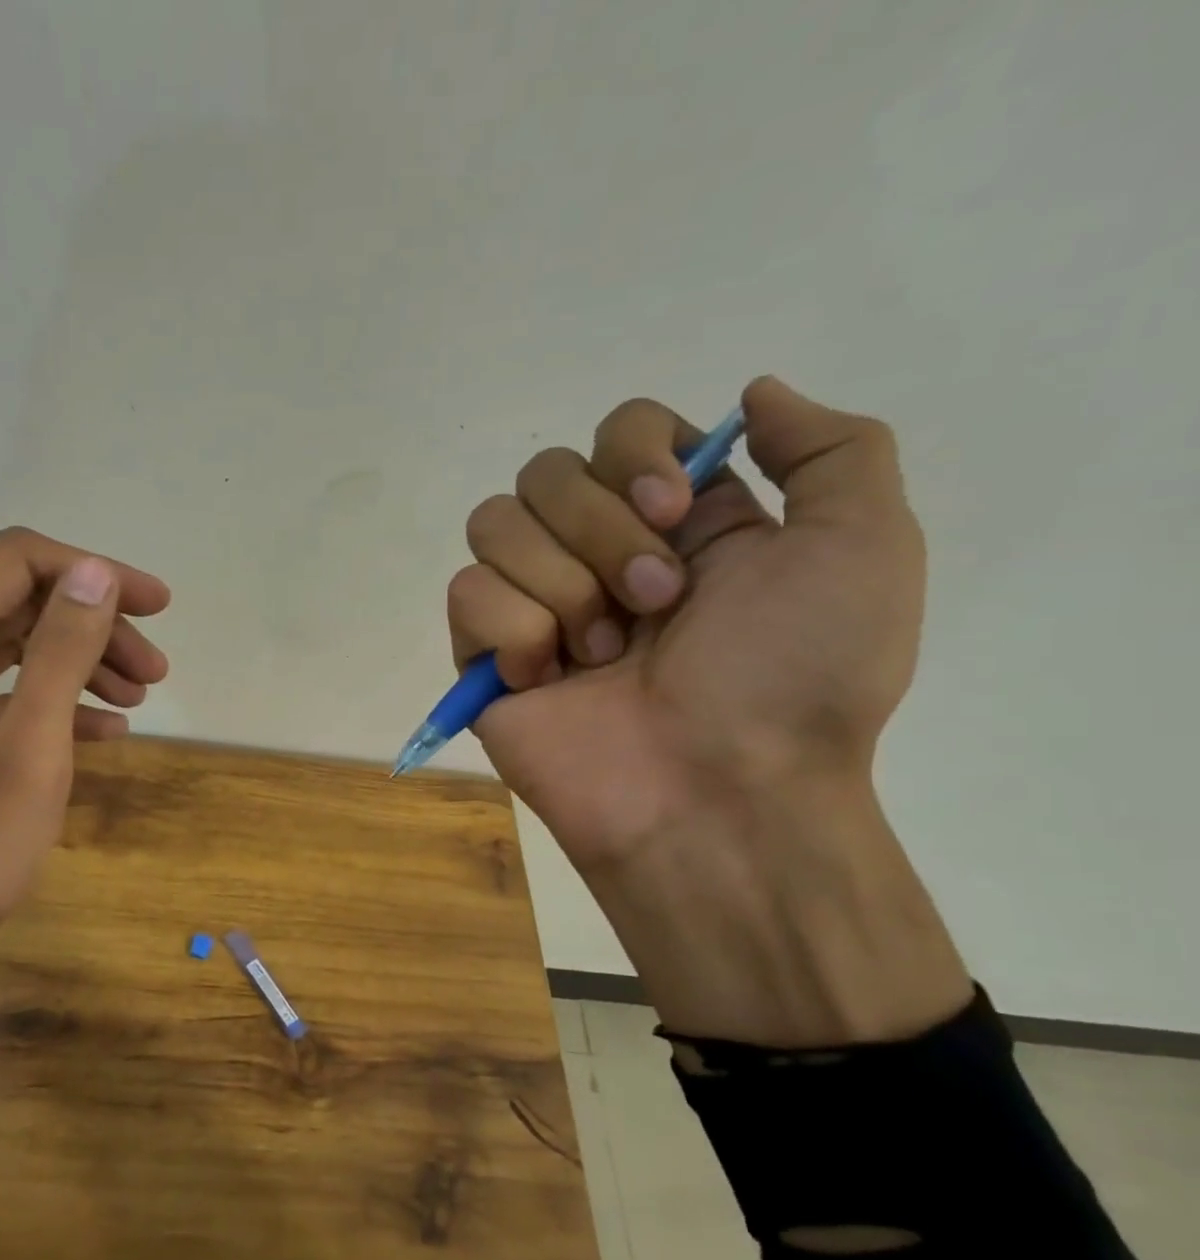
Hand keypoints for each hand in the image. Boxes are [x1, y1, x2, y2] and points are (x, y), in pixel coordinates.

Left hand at [0, 526, 170, 980]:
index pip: (17, 561)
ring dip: (82, 662)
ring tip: (140, 698)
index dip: (95, 572)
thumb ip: (61, 653)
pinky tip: (105, 731)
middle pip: (20, 601)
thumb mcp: (29, 750)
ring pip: (16, 645)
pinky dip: (56, 700)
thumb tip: (96, 574)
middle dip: (96, 626)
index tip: (156, 608)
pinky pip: (3, 690)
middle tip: (156, 671)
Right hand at [450, 377, 969, 1042]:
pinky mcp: (484, 656)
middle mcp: (596, 552)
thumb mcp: (864, 548)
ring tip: (604, 653)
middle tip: (656, 605)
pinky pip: (465, 593)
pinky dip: (511, 629)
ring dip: (560, 584)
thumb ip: (830, 450)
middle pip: (546, 471)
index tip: (676, 515)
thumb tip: (749, 394)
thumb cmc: (795, 679)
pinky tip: (548, 677)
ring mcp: (535, 604)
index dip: (635, 454)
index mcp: (676, 522)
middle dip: (601, 532)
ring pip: (494, 523)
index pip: (619, 429)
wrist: (718, 795)